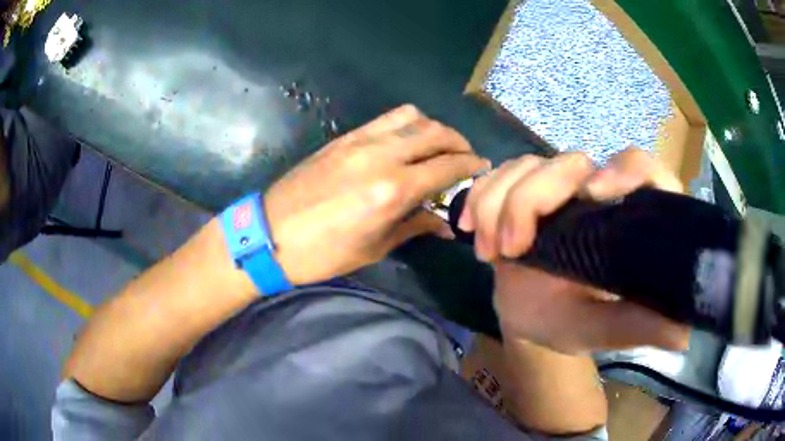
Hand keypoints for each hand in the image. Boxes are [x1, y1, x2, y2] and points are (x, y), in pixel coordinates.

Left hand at [265, 105, 488, 285]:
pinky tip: (407, 141)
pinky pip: (385, 119)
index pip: (447, 166)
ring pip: (411, 117)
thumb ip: (413, 226)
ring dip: (433, 127)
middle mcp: (381, 157)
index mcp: (392, 191)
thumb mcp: (373, 248)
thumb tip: (445, 223)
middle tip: (466, 156)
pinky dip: (406, 124)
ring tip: (439, 145)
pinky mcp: (344, 138)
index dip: (471, 166)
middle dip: (458, 142)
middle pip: (434, 133)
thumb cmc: (322, 253)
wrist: (270, 234)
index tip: (482, 168)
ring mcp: (360, 141)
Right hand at [459, 148, 689, 353]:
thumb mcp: (601, 330)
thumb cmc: (568, 323)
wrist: (526, 315)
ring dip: (498, 202)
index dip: (626, 170)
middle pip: (571, 162)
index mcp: (628, 220)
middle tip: (511, 249)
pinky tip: (471, 230)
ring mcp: (559, 189)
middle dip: (532, 199)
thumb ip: (637, 325)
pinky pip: (499, 173)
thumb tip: (685, 330)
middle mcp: (597, 193)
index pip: (645, 172)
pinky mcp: (525, 190)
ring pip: (528, 164)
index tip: (593, 195)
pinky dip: (480, 196)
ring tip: (489, 252)